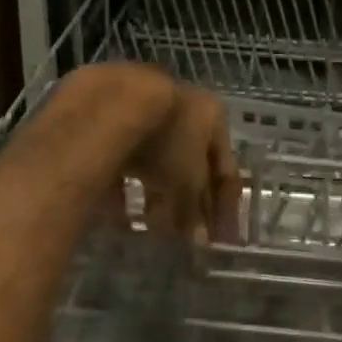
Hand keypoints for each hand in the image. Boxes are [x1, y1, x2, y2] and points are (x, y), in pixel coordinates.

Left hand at [128, 83, 242, 247]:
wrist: (116, 101)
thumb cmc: (167, 141)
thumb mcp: (188, 180)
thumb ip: (194, 209)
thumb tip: (198, 237)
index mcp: (214, 118)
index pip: (226, 169)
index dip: (226, 207)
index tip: (222, 240)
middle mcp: (186, 109)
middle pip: (192, 164)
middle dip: (189, 202)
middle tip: (185, 235)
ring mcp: (150, 110)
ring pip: (157, 161)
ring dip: (157, 195)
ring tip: (151, 226)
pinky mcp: (115, 117)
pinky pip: (125, 158)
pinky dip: (124, 187)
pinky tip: (117, 215)